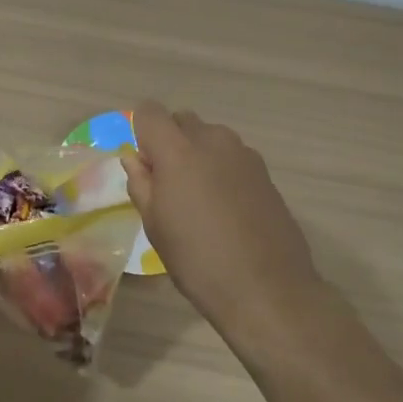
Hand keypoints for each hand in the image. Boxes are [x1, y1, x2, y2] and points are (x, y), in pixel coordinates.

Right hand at [122, 101, 329, 343]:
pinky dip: (222, 169)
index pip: (150, 112)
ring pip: (210, 138)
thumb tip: (135, 158)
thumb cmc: (197, 260)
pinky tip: (226, 209)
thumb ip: (141, 183)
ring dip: (198, 154)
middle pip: (182, 120)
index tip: (144, 164)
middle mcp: (212, 140)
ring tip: (199, 199)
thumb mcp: (155, 226)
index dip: (141, 132)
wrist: (267, 289)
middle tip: (168, 184)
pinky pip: (232, 157)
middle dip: (170, 141)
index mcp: (178, 150)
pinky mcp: (265, 172)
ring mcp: (244, 154)